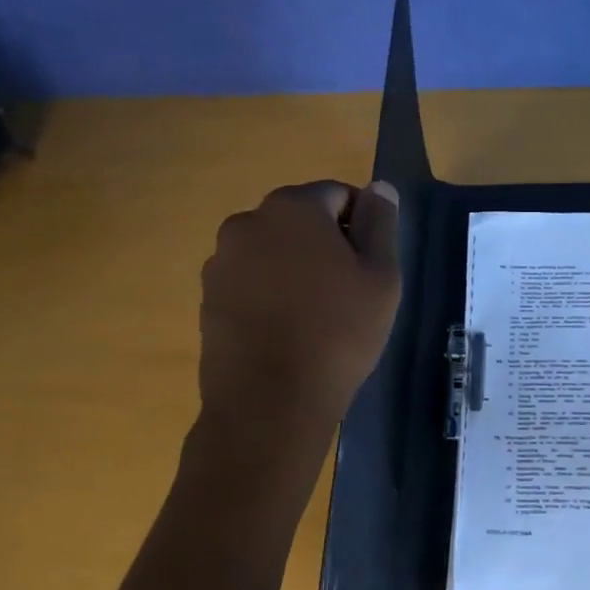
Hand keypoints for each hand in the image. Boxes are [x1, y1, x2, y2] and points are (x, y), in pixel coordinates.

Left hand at [198, 180, 401, 443]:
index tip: (369, 267)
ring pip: (273, 250)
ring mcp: (221, 261)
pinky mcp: (208, 297)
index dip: (361, 226)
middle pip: (300, 220)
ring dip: (294, 268)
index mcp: (292, 207)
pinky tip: (284, 331)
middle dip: (325, 244)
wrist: (270, 403)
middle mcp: (248, 222)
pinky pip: (250, 281)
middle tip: (346, 292)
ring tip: (313, 316)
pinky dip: (269, 293)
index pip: (338, 195)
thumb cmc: (338, 332)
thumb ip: (381, 223)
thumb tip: (379, 187)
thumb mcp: (380, 275)